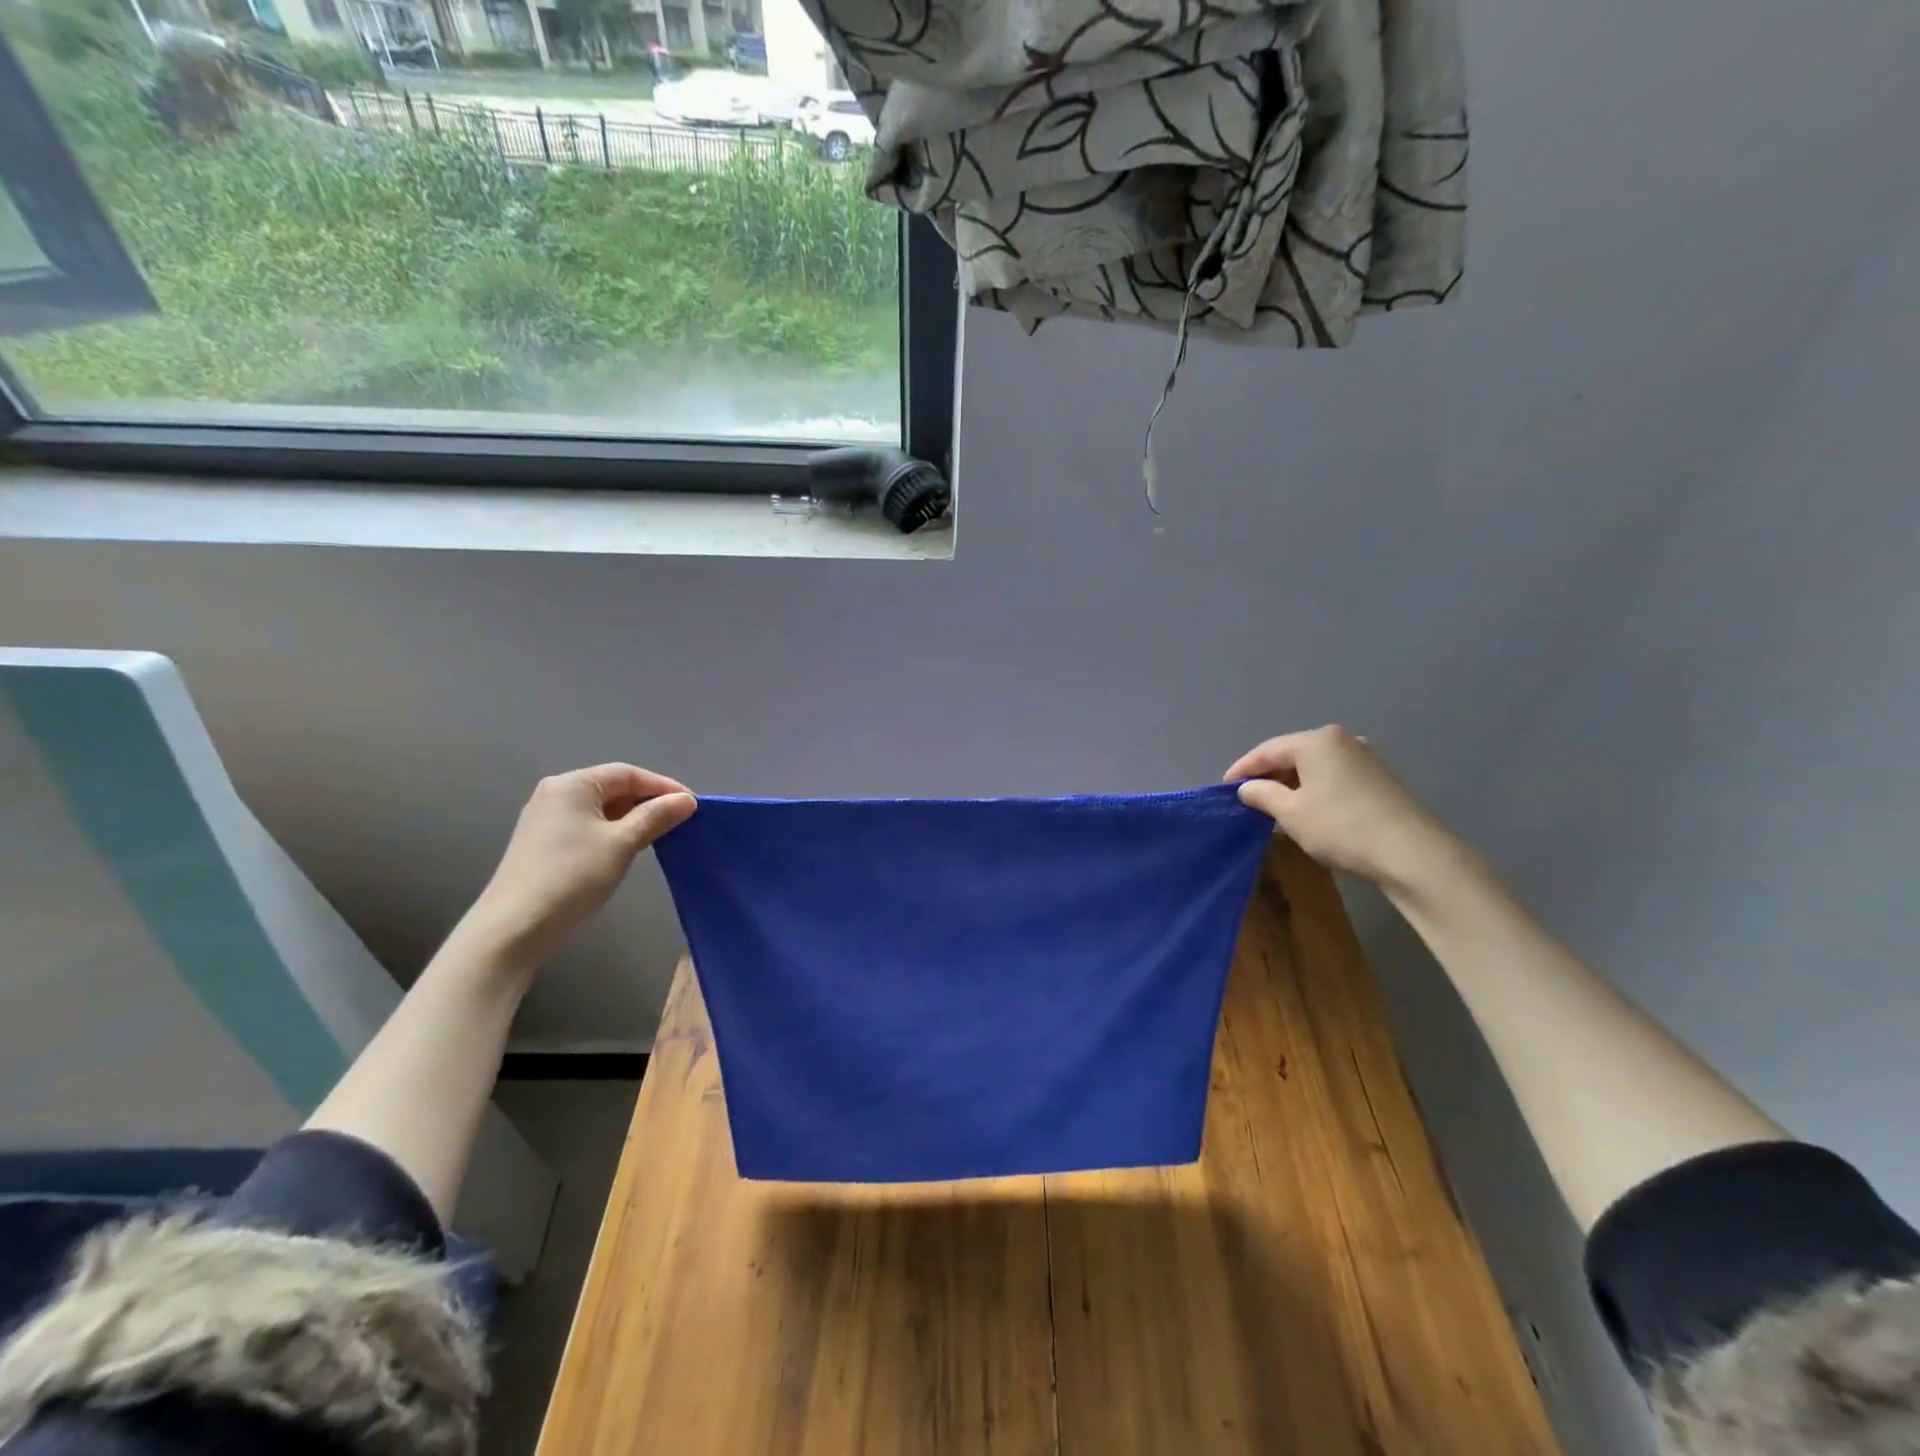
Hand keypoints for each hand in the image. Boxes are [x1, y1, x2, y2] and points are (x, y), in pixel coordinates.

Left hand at [463, 764, 695, 968]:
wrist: (515, 927)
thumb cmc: (573, 876)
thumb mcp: (623, 843)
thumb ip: (656, 816)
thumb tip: (687, 800)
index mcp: (573, 784)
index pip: (628, 773)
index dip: (663, 786)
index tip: (693, 805)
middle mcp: (556, 793)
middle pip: (613, 787)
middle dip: (648, 802)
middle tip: (680, 821)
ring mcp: (545, 818)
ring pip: (601, 808)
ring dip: (632, 818)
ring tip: (660, 836)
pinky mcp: (543, 842)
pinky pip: (587, 825)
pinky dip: (612, 831)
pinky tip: (627, 849)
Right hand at [1225, 727, 1452, 888]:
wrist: (1412, 854)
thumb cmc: (1341, 827)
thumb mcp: (1291, 813)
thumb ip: (1263, 795)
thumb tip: (1247, 788)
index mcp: (1316, 741)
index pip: (1267, 750)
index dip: (1242, 769)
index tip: (1224, 788)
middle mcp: (1342, 740)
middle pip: (1292, 754)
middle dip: (1269, 775)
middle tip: (1248, 798)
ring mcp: (1366, 757)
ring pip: (1315, 766)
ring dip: (1292, 783)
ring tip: (1275, 806)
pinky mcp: (1381, 778)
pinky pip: (1335, 776)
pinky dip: (1315, 788)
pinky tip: (1308, 809)